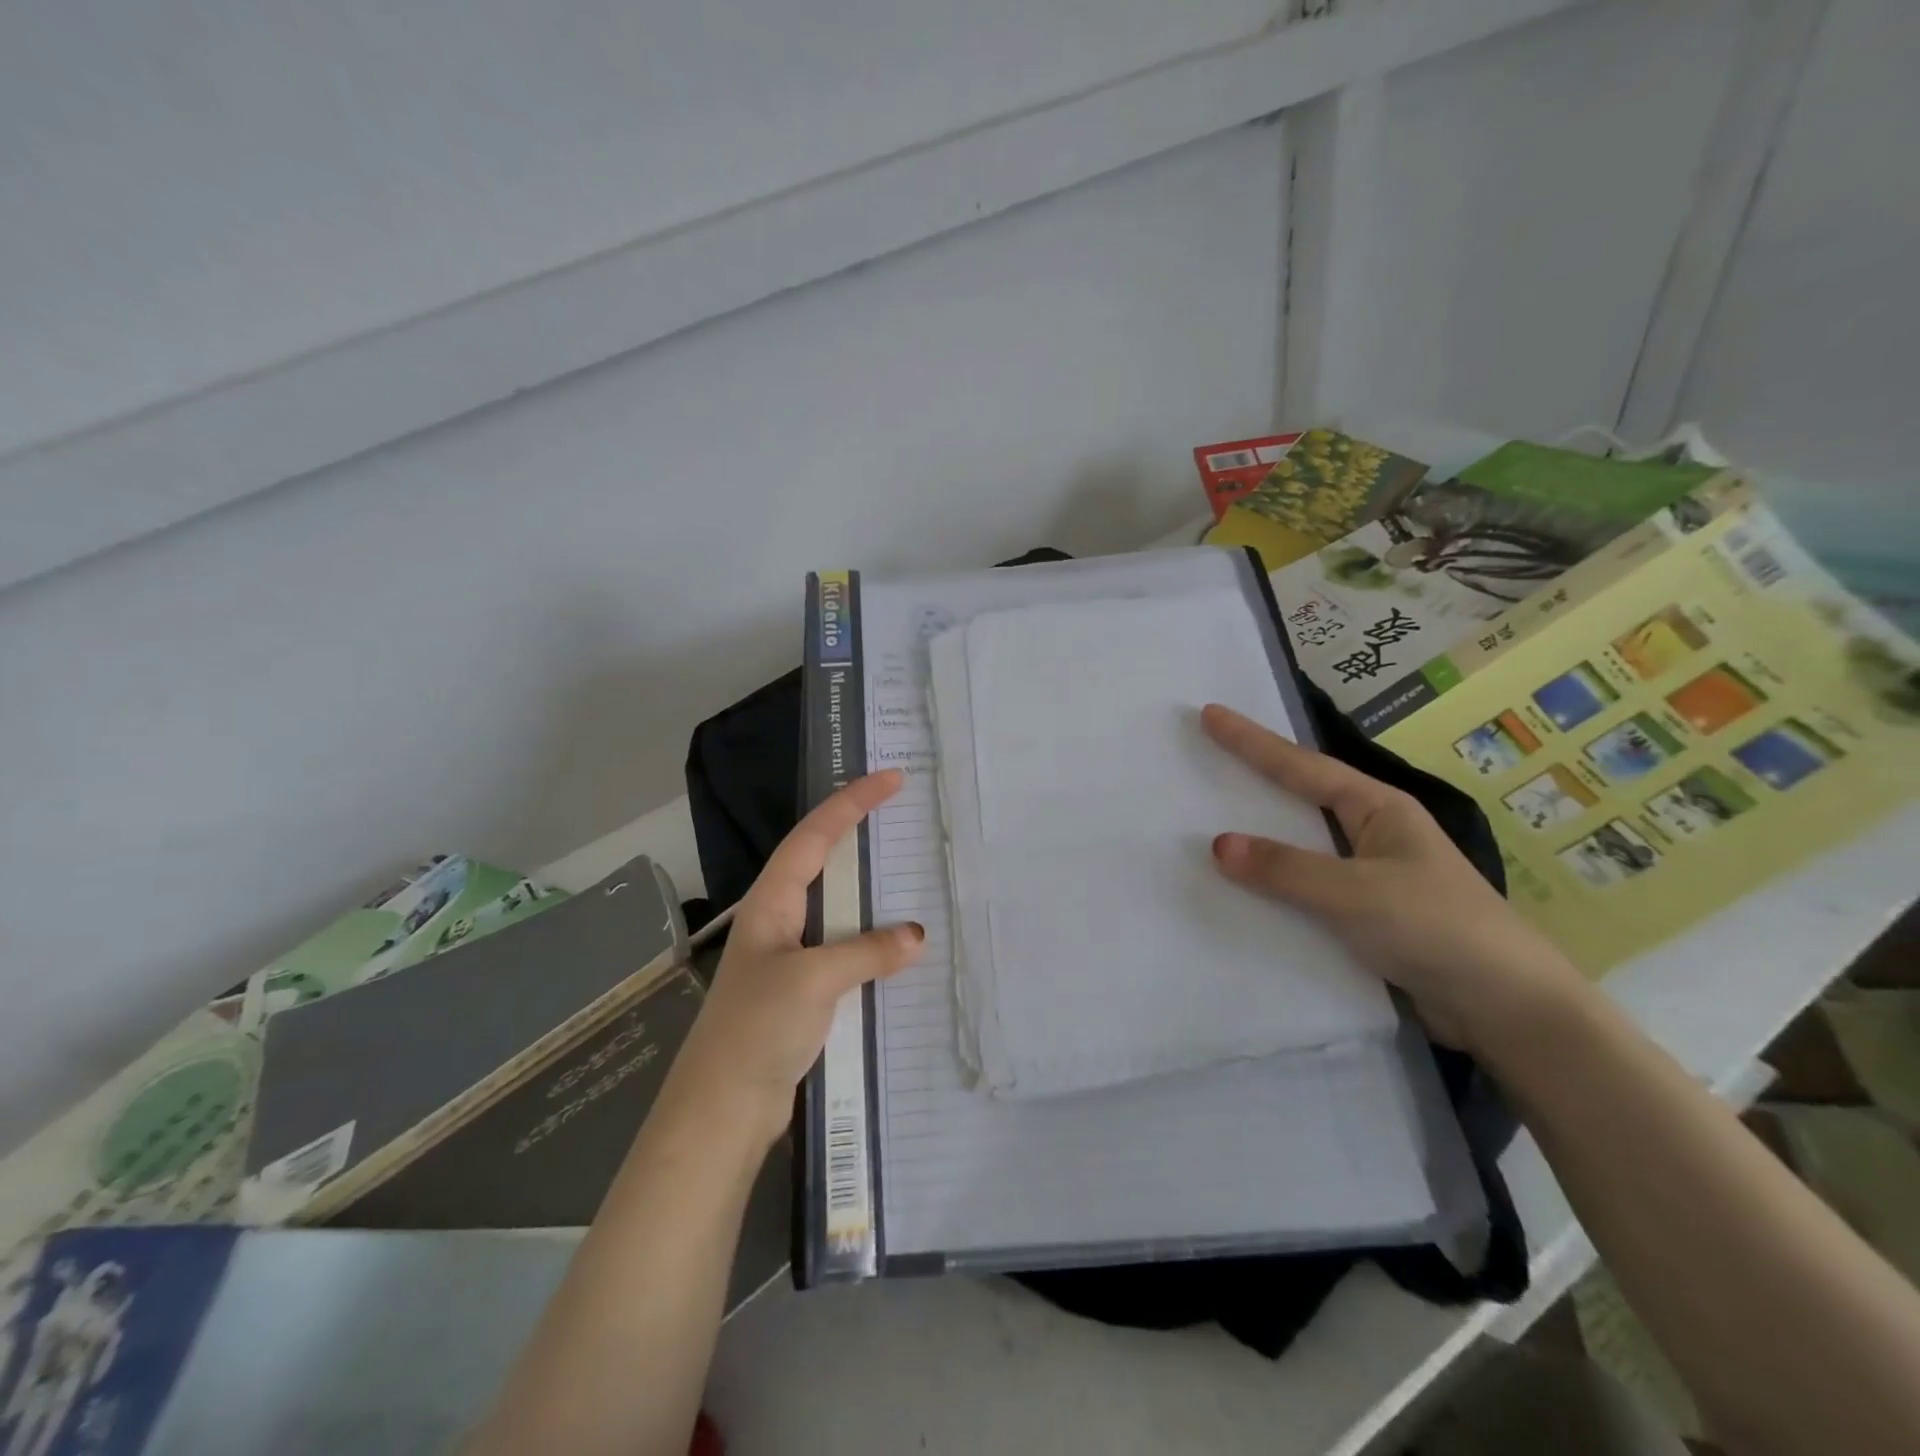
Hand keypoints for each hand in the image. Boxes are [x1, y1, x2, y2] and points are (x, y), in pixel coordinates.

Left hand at [666, 771, 925, 1146]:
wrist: (722, 1109)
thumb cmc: (757, 1028)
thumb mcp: (813, 980)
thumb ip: (866, 952)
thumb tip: (917, 935)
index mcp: (772, 903)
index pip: (815, 836)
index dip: (851, 803)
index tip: (891, 779)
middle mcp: (779, 920)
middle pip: (822, 862)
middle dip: (858, 832)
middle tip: (901, 812)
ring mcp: (790, 955)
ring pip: (836, 907)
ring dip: (869, 889)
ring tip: (908, 869)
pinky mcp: (802, 990)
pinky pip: (844, 948)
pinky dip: (872, 939)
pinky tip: (899, 946)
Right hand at [1200, 703, 1587, 1050]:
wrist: (1508, 1010)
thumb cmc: (1438, 929)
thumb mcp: (1358, 893)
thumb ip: (1287, 869)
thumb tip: (1219, 844)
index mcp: (1379, 809)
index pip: (1302, 767)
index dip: (1252, 741)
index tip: (1210, 714)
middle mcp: (1373, 834)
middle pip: (1300, 797)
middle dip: (1253, 778)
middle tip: (1204, 758)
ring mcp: (1369, 876)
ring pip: (1300, 846)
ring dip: (1260, 836)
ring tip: (1209, 820)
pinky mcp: (1364, 916)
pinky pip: (1304, 889)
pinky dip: (1272, 884)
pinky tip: (1242, 890)